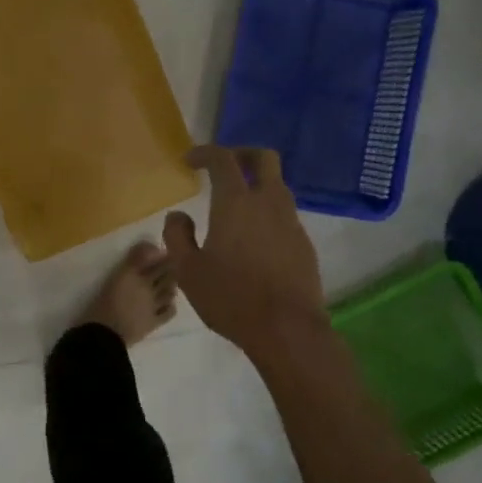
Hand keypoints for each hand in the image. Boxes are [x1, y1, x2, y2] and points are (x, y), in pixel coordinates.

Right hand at [163, 145, 326, 362]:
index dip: (205, 152)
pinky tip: (254, 238)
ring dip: (257, 183)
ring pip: (278, 185)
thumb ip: (177, 236)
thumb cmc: (231, 298)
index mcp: (236, 203)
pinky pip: (285, 214)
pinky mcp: (304, 243)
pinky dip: (268, 212)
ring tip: (236, 205)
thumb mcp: (188, 271)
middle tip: (223, 167)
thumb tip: (178, 215)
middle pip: (264, 157)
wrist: (287, 330)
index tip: (190, 161)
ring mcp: (291, 222)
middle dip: (242, 154)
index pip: (223, 159)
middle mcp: (268, 202)